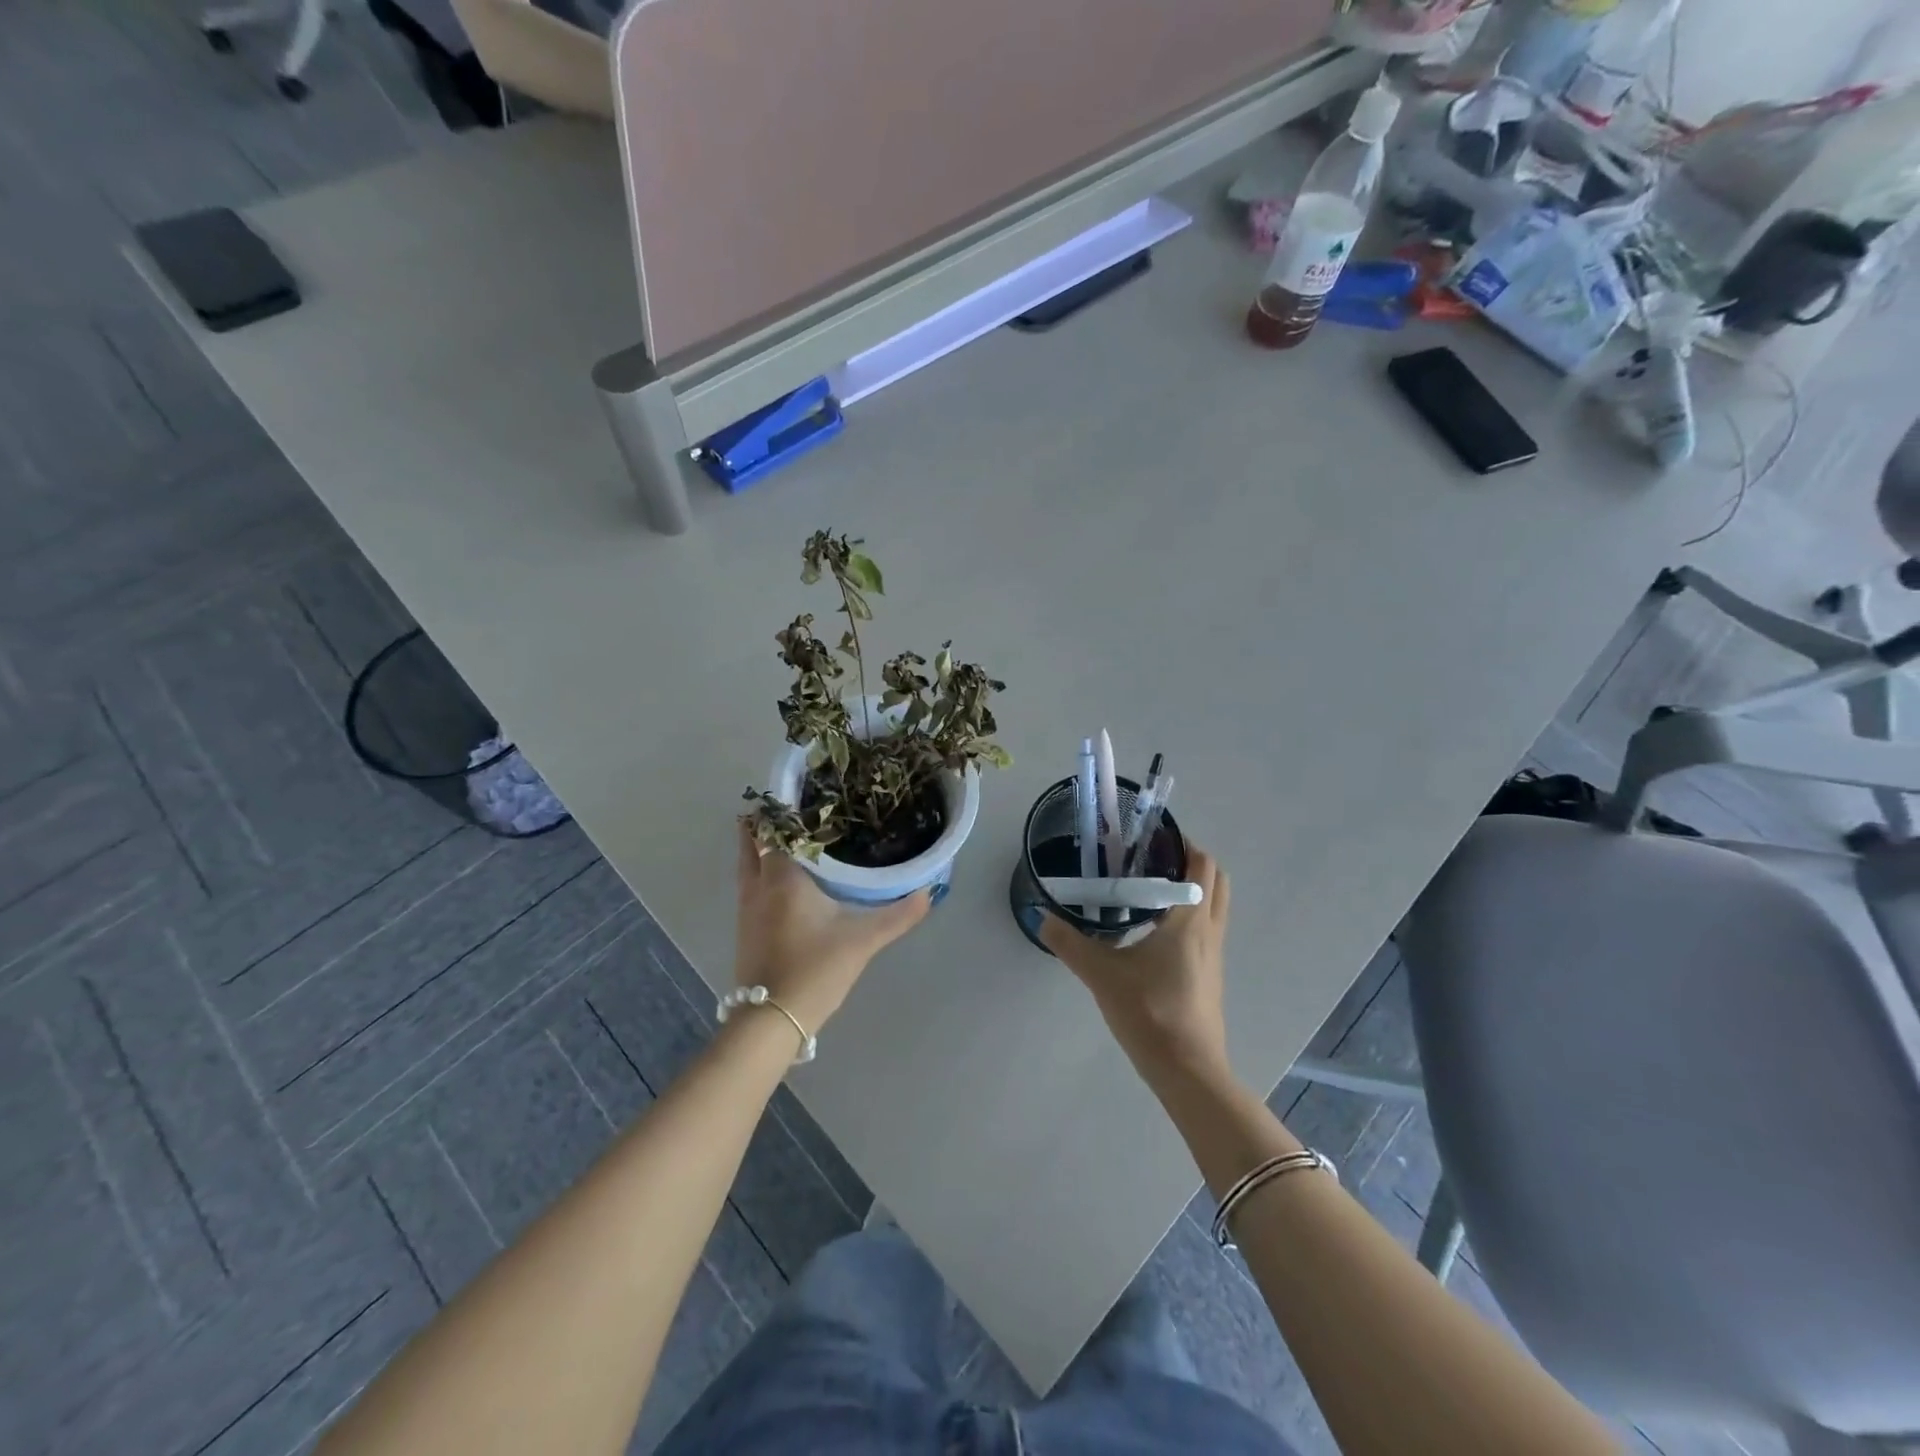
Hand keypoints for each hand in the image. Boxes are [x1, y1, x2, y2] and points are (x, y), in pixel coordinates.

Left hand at [733, 823, 930, 1037]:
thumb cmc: (815, 970)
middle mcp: (759, 886)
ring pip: (748, 864)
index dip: (783, 808)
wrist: (771, 1020)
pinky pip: (749, 884)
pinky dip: (760, 869)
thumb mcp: (863, 940)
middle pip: (752, 842)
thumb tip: (930, 892)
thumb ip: (897, 915)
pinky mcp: (745, 929)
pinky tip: (781, 877)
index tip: (800, 791)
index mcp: (783, 878)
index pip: (776, 830)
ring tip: (784, 833)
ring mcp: (747, 909)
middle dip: (764, 822)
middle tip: (790, 806)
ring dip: (759, 846)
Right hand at [1041, 846, 1231, 1088]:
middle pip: (1216, 881)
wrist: (1188, 1072)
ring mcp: (1214, 956)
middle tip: (1152, 858)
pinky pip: (1204, 931)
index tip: (1153, 835)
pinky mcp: (1209, 977)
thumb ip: (1070, 943)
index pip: (1202, 865)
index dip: (1184, 843)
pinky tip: (1150, 932)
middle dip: (1191, 862)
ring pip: (1212, 907)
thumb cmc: (1150, 1012)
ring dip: (1190, 890)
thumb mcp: (1102, 974)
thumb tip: (1042, 918)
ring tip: (1147, 889)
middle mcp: (1209, 931)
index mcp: (1190, 920)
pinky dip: (1187, 916)